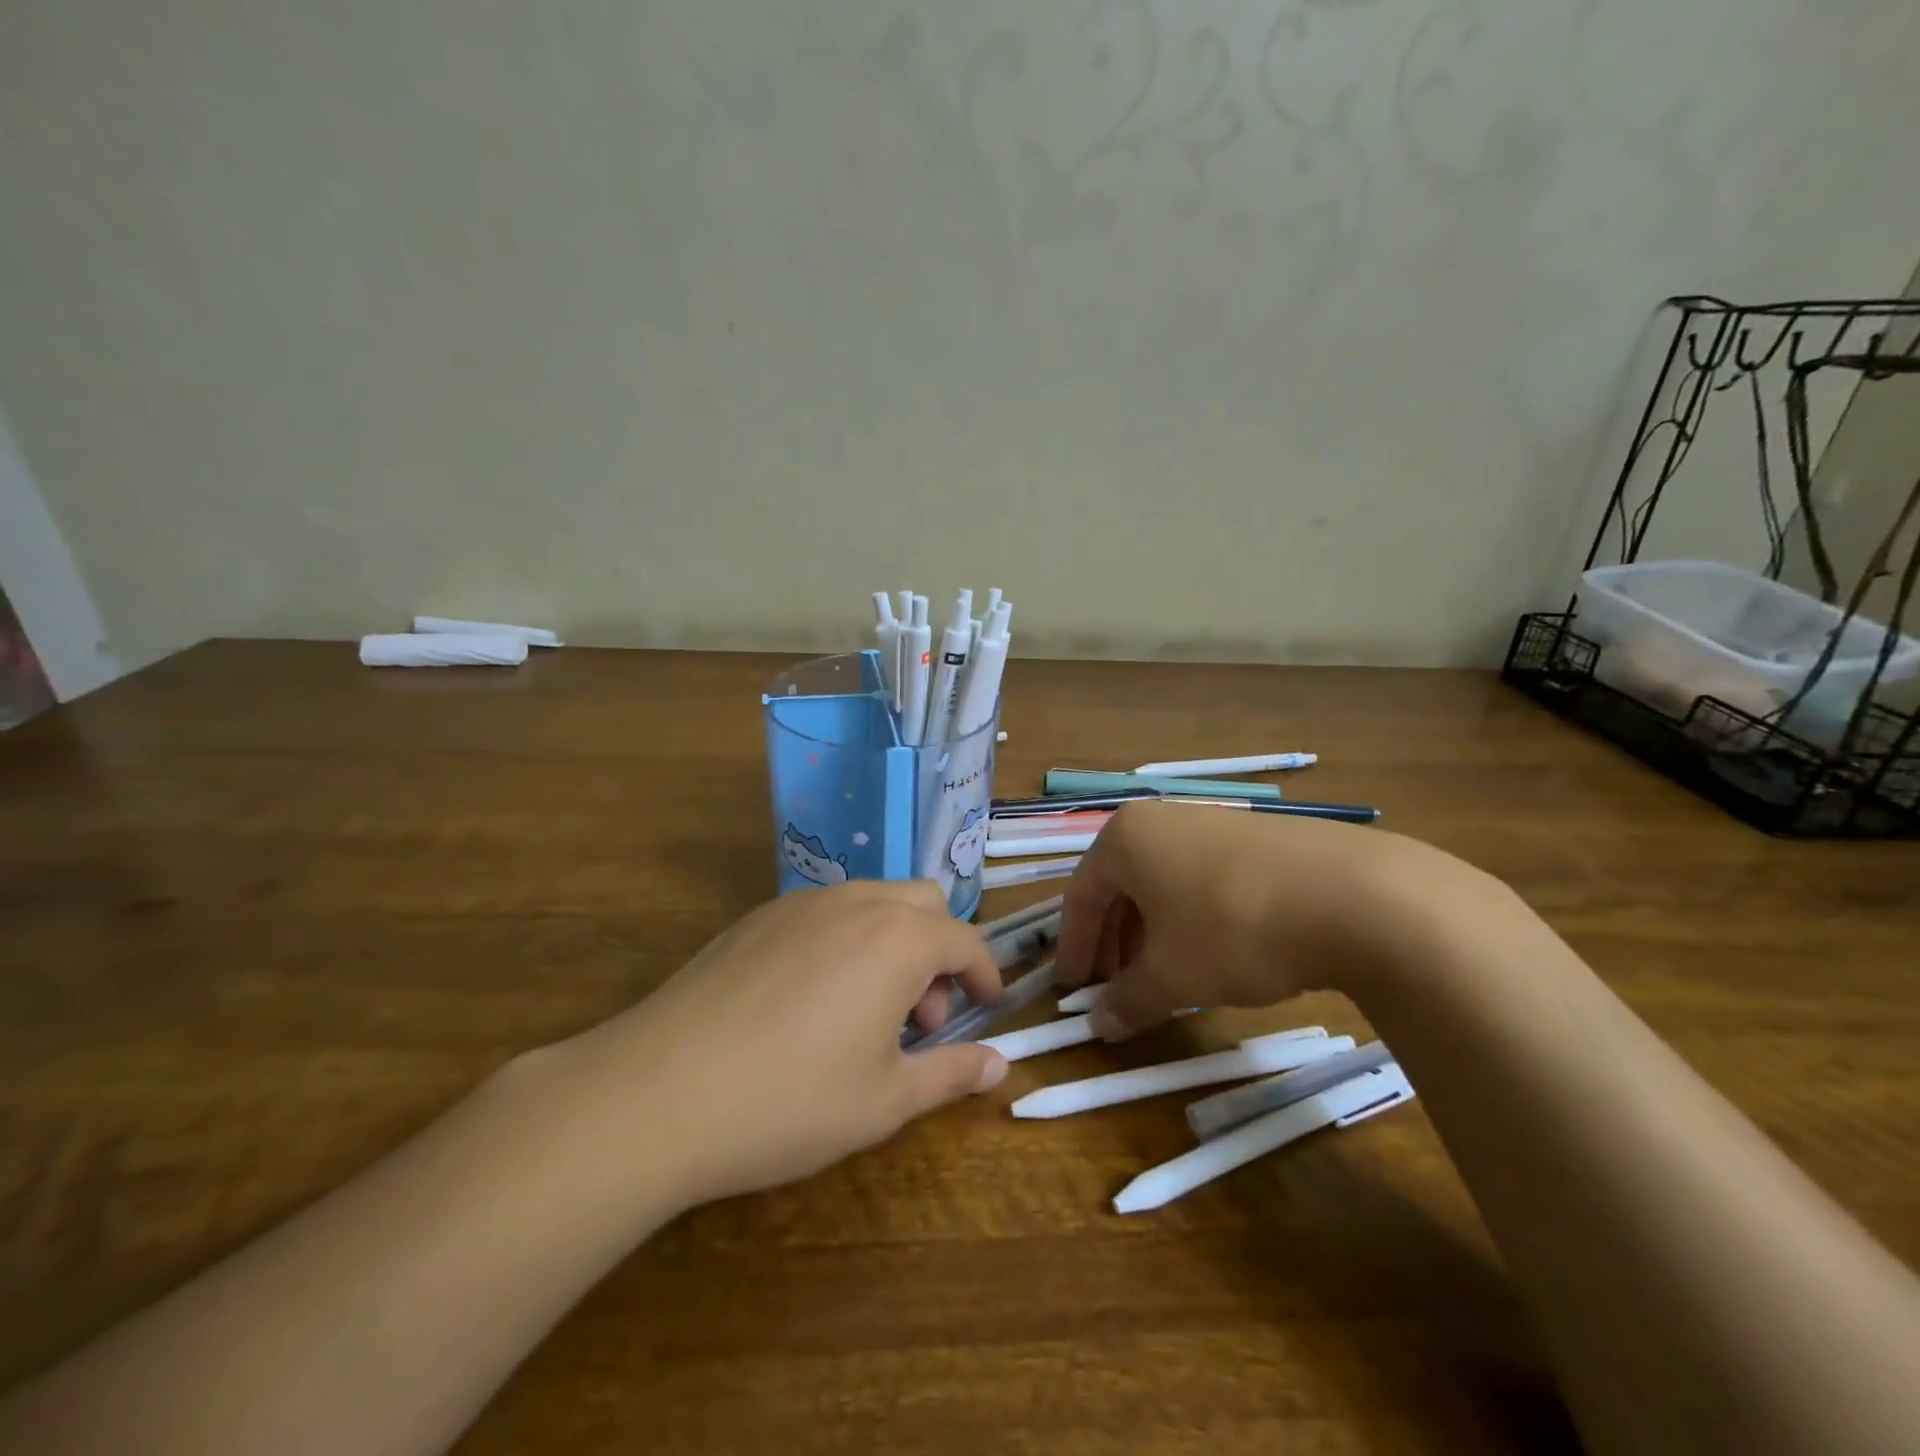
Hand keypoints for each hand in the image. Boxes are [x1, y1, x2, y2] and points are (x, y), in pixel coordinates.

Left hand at [548, 880, 1008, 1208]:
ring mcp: (800, 904)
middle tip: (920, 1017)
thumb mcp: (885, 1100)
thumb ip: (951, 1074)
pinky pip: (824, 913)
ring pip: (872, 901)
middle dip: (938, 951)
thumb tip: (1000, 1064)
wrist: (659, 1091)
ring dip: (892, 943)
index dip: (984, 974)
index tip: (987, 1007)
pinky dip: (845, 941)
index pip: (964, 940)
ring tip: (867, 1012)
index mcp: (898, 938)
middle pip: (922, 903)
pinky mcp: (756, 917)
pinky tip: (811, 1001)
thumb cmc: (790, 1100)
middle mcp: (856, 903)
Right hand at [1053, 799, 1439, 1039]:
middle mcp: (1162, 820)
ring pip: (1162, 883)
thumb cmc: (1233, 929)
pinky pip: (1201, 879)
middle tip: (1114, 987)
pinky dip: (1190, 918)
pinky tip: (1211, 954)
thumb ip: (1128, 1000)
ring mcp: (1213, 823)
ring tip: (1160, 976)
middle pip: (1120, 886)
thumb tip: (1098, 1025)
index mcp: (1126, 838)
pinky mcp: (1256, 838)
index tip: (1072, 989)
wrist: (1357, 897)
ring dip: (1150, 933)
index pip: (1081, 895)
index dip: (1074, 947)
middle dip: (1113, 941)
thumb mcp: (1173, 976)